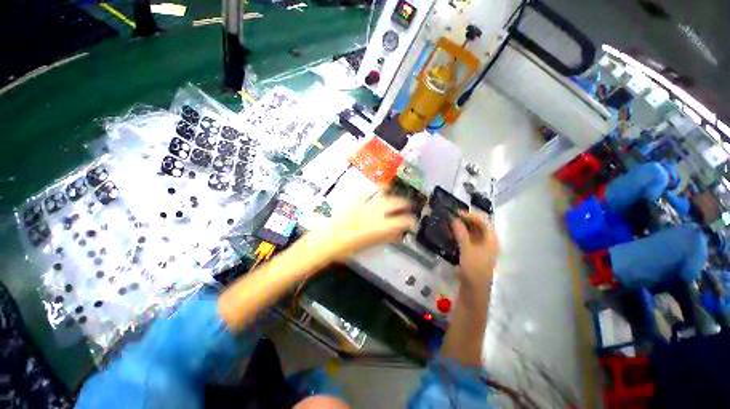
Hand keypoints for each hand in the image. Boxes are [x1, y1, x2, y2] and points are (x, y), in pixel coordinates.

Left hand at [310, 191, 416, 261]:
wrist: (325, 240)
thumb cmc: (347, 248)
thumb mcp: (368, 245)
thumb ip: (384, 237)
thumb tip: (397, 233)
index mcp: (379, 227)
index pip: (401, 221)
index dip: (410, 221)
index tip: (413, 222)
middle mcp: (374, 213)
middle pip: (395, 204)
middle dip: (405, 204)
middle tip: (409, 206)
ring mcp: (364, 204)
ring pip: (384, 196)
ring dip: (393, 196)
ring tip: (399, 197)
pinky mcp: (354, 200)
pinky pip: (369, 192)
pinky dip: (377, 190)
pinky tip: (381, 189)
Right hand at [452, 212, 499, 288]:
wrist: (474, 294)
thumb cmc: (474, 270)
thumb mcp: (467, 250)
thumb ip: (461, 233)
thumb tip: (455, 219)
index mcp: (492, 238)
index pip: (482, 220)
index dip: (469, 215)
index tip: (455, 213)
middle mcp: (490, 242)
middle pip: (479, 227)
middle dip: (465, 222)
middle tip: (450, 220)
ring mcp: (484, 251)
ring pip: (474, 236)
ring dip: (463, 230)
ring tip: (449, 228)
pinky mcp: (477, 259)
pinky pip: (471, 244)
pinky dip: (462, 239)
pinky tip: (452, 240)